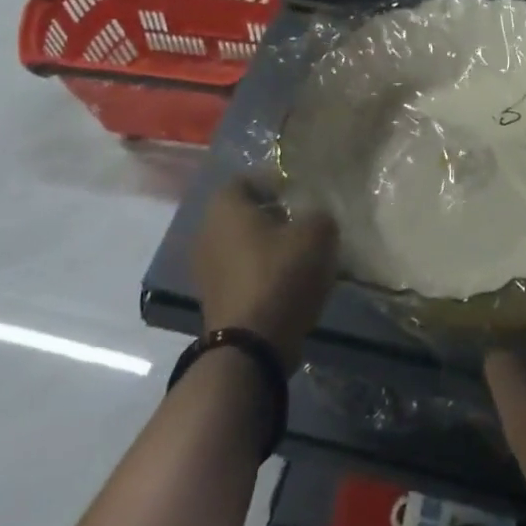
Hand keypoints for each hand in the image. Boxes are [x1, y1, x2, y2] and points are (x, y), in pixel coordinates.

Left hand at [193, 179, 338, 365]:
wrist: (250, 347)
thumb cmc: (279, 275)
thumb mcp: (316, 234)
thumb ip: (319, 215)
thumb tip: (316, 217)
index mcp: (225, 207)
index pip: (247, 179)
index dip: (275, 182)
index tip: (301, 193)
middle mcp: (207, 232)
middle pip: (244, 213)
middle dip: (275, 215)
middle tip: (306, 221)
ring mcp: (206, 269)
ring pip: (243, 245)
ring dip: (270, 246)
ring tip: (303, 254)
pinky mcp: (214, 299)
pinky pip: (242, 273)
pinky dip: (263, 272)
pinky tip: (291, 281)